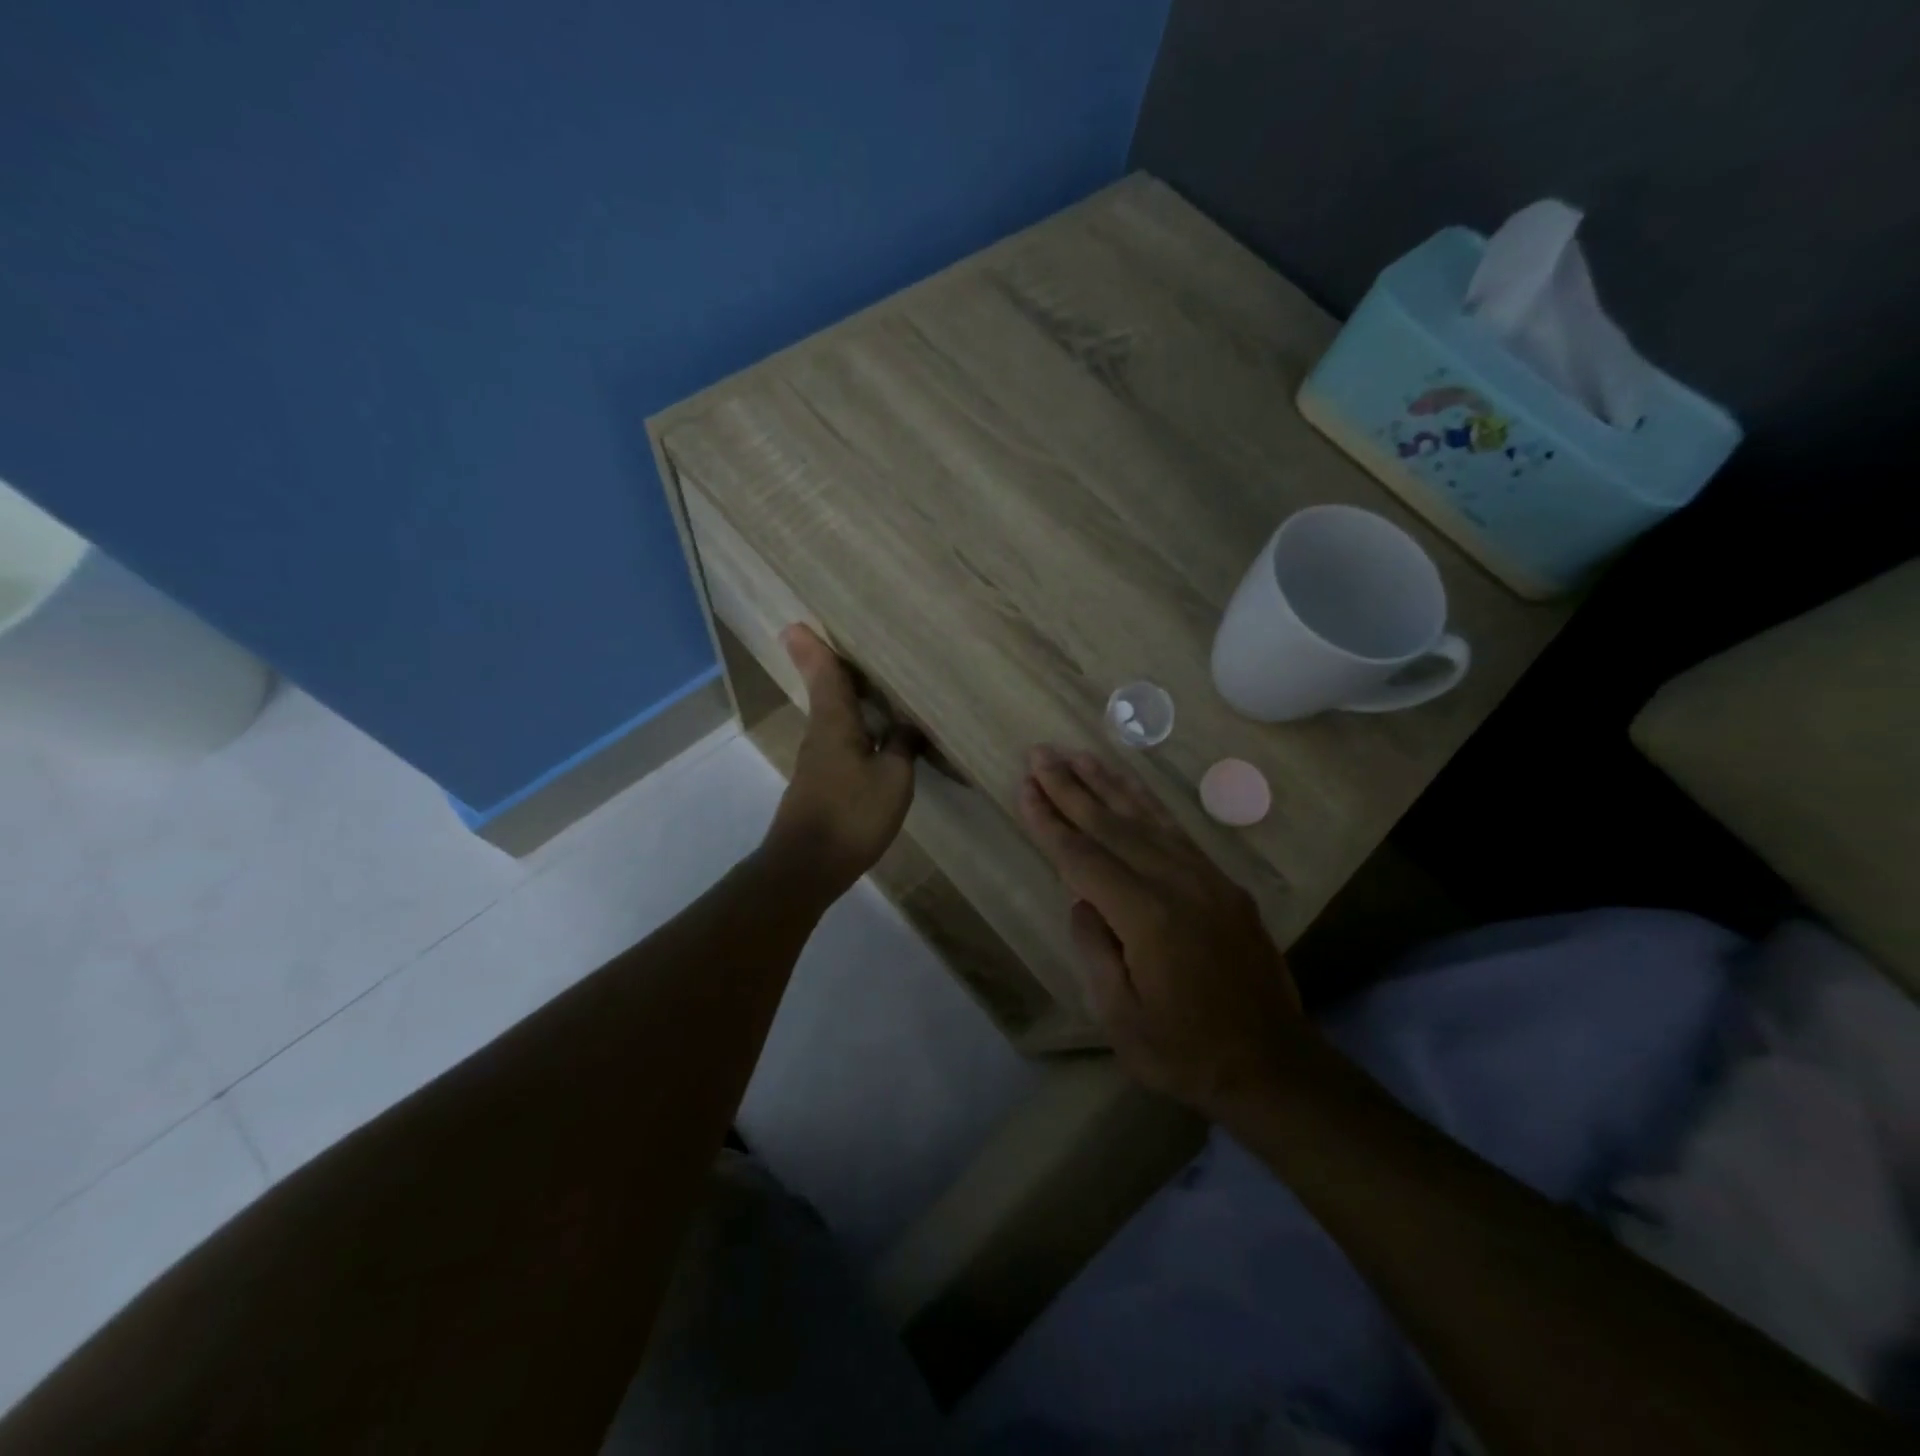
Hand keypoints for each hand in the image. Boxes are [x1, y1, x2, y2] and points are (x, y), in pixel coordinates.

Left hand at [764, 625, 917, 896]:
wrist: (807, 866)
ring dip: (844, 697)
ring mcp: (817, 761)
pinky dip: (853, 727)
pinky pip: (839, 741)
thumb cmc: (851, 814)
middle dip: (830, 667)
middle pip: (825, 692)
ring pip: (832, 717)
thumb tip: (908, 725)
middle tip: (841, 644)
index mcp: (835, 724)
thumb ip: (902, 747)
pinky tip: (873, 736)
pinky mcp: (821, 784)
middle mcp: (820, 735)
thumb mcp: (893, 779)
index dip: (815, 649)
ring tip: (869, 684)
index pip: (825, 675)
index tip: (796, 624)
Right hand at [1017, 745, 1302, 1115]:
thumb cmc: (1185, 1051)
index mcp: (1146, 917)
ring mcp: (1205, 878)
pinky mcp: (1222, 883)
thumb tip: (1081, 900)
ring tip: (1078, 755)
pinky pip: (1177, 831)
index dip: (1049, 821)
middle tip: (1040, 753)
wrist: (1272, 1064)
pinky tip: (1131, 788)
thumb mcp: (1120, 1016)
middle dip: (1070, 787)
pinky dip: (1148, 803)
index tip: (1024, 786)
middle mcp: (1175, 883)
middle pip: (1111, 825)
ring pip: (1146, 817)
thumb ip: (1095, 949)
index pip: (1082, 857)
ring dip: (1108, 783)